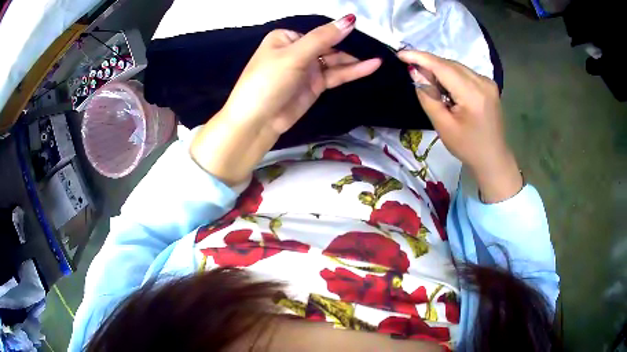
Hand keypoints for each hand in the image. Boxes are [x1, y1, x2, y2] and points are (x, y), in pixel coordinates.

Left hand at [191, 16, 380, 185]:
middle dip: (350, 45)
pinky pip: (336, 75)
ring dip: (355, 60)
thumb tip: (350, 19)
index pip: (319, 30)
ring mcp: (307, 68)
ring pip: (335, 61)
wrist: (256, 122)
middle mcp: (298, 50)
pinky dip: (353, 71)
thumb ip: (323, 38)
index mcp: (287, 38)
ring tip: (379, 57)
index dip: (340, 30)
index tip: (364, 29)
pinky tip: (371, 66)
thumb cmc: (268, 81)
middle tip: (377, 44)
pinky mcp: (315, 85)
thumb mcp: (294, 56)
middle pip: (329, 45)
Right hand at [399, 51, 522, 202]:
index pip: (443, 67)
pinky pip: (464, 73)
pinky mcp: (489, 85)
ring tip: (427, 81)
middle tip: (411, 70)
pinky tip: (445, 86)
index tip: (400, 53)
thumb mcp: (443, 125)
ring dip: (439, 69)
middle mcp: (483, 82)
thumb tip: (415, 72)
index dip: (420, 57)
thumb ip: (428, 96)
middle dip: (429, 64)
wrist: (493, 158)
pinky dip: (451, 75)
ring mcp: (488, 82)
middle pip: (450, 64)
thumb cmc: (467, 147)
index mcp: (473, 94)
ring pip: (457, 67)